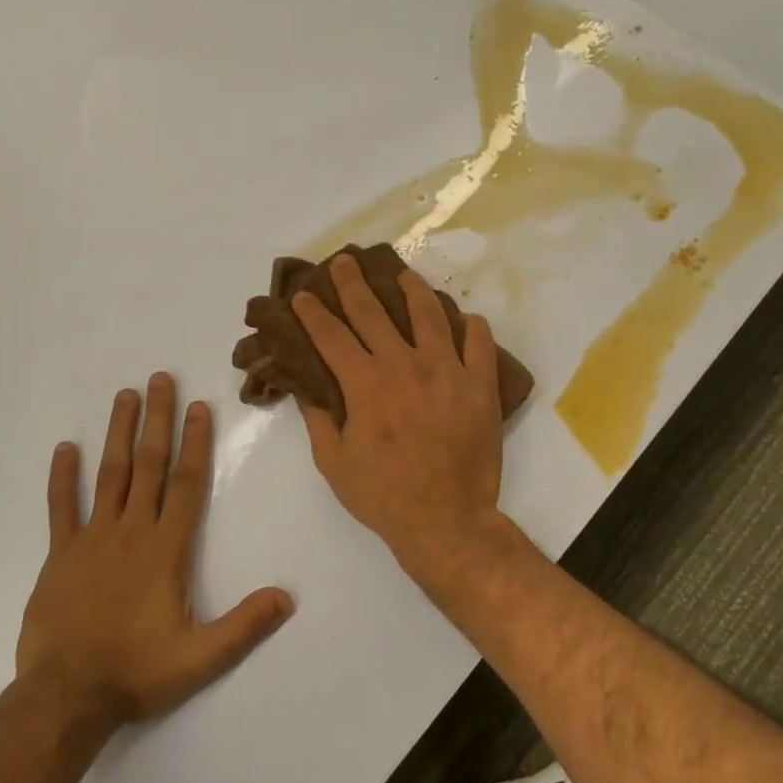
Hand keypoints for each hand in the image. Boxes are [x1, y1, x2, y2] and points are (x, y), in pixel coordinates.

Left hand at [17, 374, 294, 724]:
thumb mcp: (201, 658)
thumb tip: (287, 597)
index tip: (199, 406)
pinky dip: (63, 477)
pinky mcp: (60, 555)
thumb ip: (245, 625)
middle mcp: (130, 532)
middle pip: (149, 466)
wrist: (66, 696)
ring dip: (118, 434)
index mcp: (165, 550)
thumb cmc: (137, 672)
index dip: (195, 443)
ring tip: (124, 396)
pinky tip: (65, 448)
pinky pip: (61, 508)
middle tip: (160, 379)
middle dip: (157, 420)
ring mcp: (91, 540)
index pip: (186, 484)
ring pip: (109, 475)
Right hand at [292, 254, 505, 582]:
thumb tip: (306, 386)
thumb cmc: (382, 495)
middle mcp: (404, 365)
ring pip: (429, 315)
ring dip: (412, 290)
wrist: (445, 520)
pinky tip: (464, 319)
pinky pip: (479, 343)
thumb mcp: (334, 462)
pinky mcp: (480, 385)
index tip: (303, 295)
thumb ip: (318, 419)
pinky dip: (471, 327)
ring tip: (404, 276)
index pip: (331, 335)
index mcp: (365, 383)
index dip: (313, 312)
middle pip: (373, 312)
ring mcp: (447, 371)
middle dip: (353, 283)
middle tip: (345, 261)